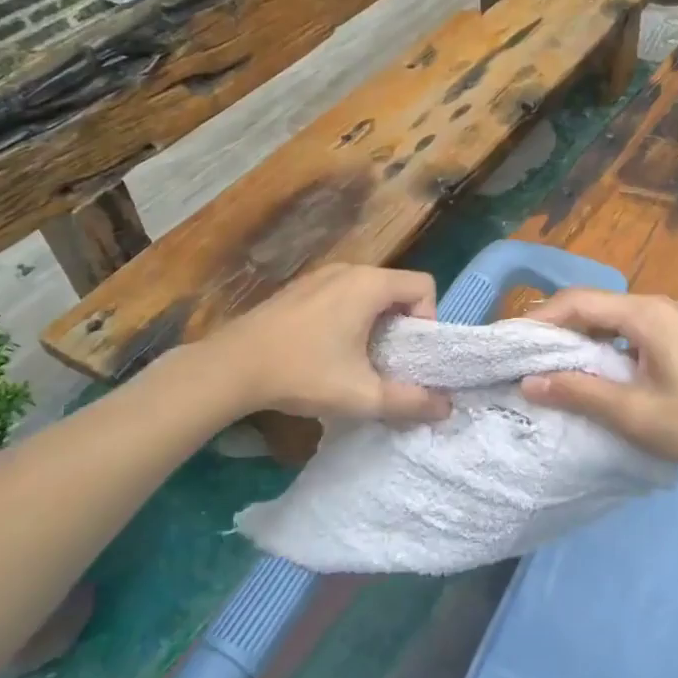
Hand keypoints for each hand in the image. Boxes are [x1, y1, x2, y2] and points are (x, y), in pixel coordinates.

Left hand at [205, 264, 451, 423]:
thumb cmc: (303, 374)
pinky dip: (350, 316)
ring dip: (376, 322)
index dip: (428, 320)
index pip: (424, 286)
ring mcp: (320, 275)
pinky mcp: (299, 287)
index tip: (409, 354)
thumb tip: (446, 408)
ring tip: (359, 359)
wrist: (230, 368)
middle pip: (397, 288)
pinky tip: (327, 350)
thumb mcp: (362, 396)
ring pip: (369, 292)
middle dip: (403, 325)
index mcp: (369, 285)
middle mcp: (348, 269)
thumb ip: (410, 402)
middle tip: (388, 361)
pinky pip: (343, 294)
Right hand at [519, 290, 677, 471]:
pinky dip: (606, 344)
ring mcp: (675, 318)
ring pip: (613, 318)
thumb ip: (579, 393)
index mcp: (645, 314)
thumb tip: (528, 382)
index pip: (577, 303)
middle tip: (525, 356)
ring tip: (553, 365)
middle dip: (556, 328)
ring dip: (582, 337)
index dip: (538, 320)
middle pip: (594, 306)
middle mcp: (658, 305)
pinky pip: (632, 330)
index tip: (509, 344)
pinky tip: (599, 371)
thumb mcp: (635, 414)